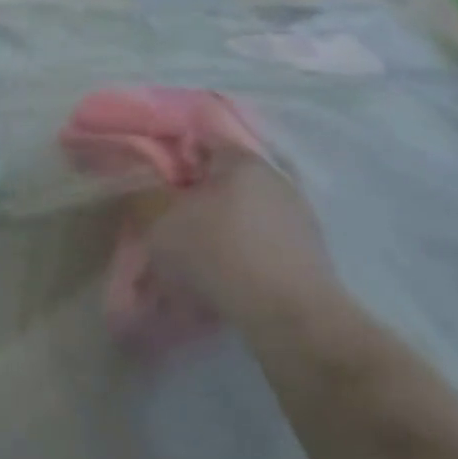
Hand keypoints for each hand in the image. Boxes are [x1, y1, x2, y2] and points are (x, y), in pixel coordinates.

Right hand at [125, 152, 338, 329]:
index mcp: (240, 158)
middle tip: (170, 228)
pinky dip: (241, 259)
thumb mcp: (163, 227)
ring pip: (243, 216)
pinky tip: (223, 284)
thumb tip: (147, 196)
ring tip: (193, 265)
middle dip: (196, 202)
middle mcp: (273, 178)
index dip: (172, 159)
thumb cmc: (220, 254)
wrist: (292, 318)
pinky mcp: (310, 255)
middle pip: (223, 180)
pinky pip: (262, 246)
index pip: (201, 140)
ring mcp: (297, 216)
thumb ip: (148, 203)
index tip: (153, 185)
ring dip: (219, 233)